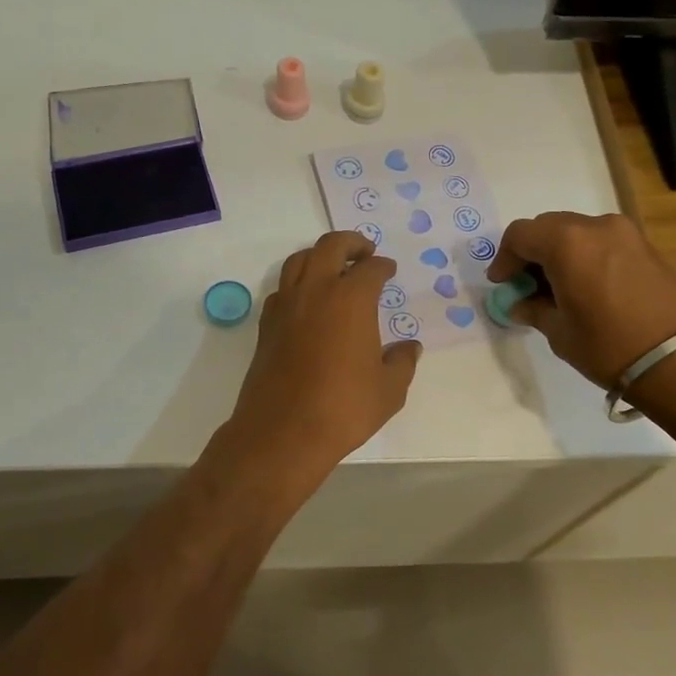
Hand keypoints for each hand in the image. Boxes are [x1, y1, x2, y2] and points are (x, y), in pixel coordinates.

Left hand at [225, 231, 420, 470]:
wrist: (283, 432)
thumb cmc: (344, 408)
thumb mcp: (389, 390)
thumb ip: (402, 362)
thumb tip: (409, 348)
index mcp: (351, 298)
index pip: (371, 268)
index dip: (383, 266)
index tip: (389, 270)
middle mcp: (316, 291)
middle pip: (330, 247)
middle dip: (351, 243)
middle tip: (365, 252)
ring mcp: (286, 306)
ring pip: (299, 260)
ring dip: (319, 256)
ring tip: (334, 268)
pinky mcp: (266, 325)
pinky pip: (282, 288)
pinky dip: (297, 283)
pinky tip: (307, 301)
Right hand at [488, 212, 675, 386]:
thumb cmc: (608, 344)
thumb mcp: (559, 331)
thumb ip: (534, 310)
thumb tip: (521, 304)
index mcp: (566, 242)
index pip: (520, 235)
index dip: (504, 258)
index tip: (503, 284)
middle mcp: (594, 226)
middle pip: (548, 227)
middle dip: (531, 253)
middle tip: (525, 285)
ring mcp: (624, 233)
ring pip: (576, 232)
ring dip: (558, 253)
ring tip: (555, 288)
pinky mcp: (644, 246)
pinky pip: (600, 241)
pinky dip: (584, 256)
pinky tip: (584, 286)